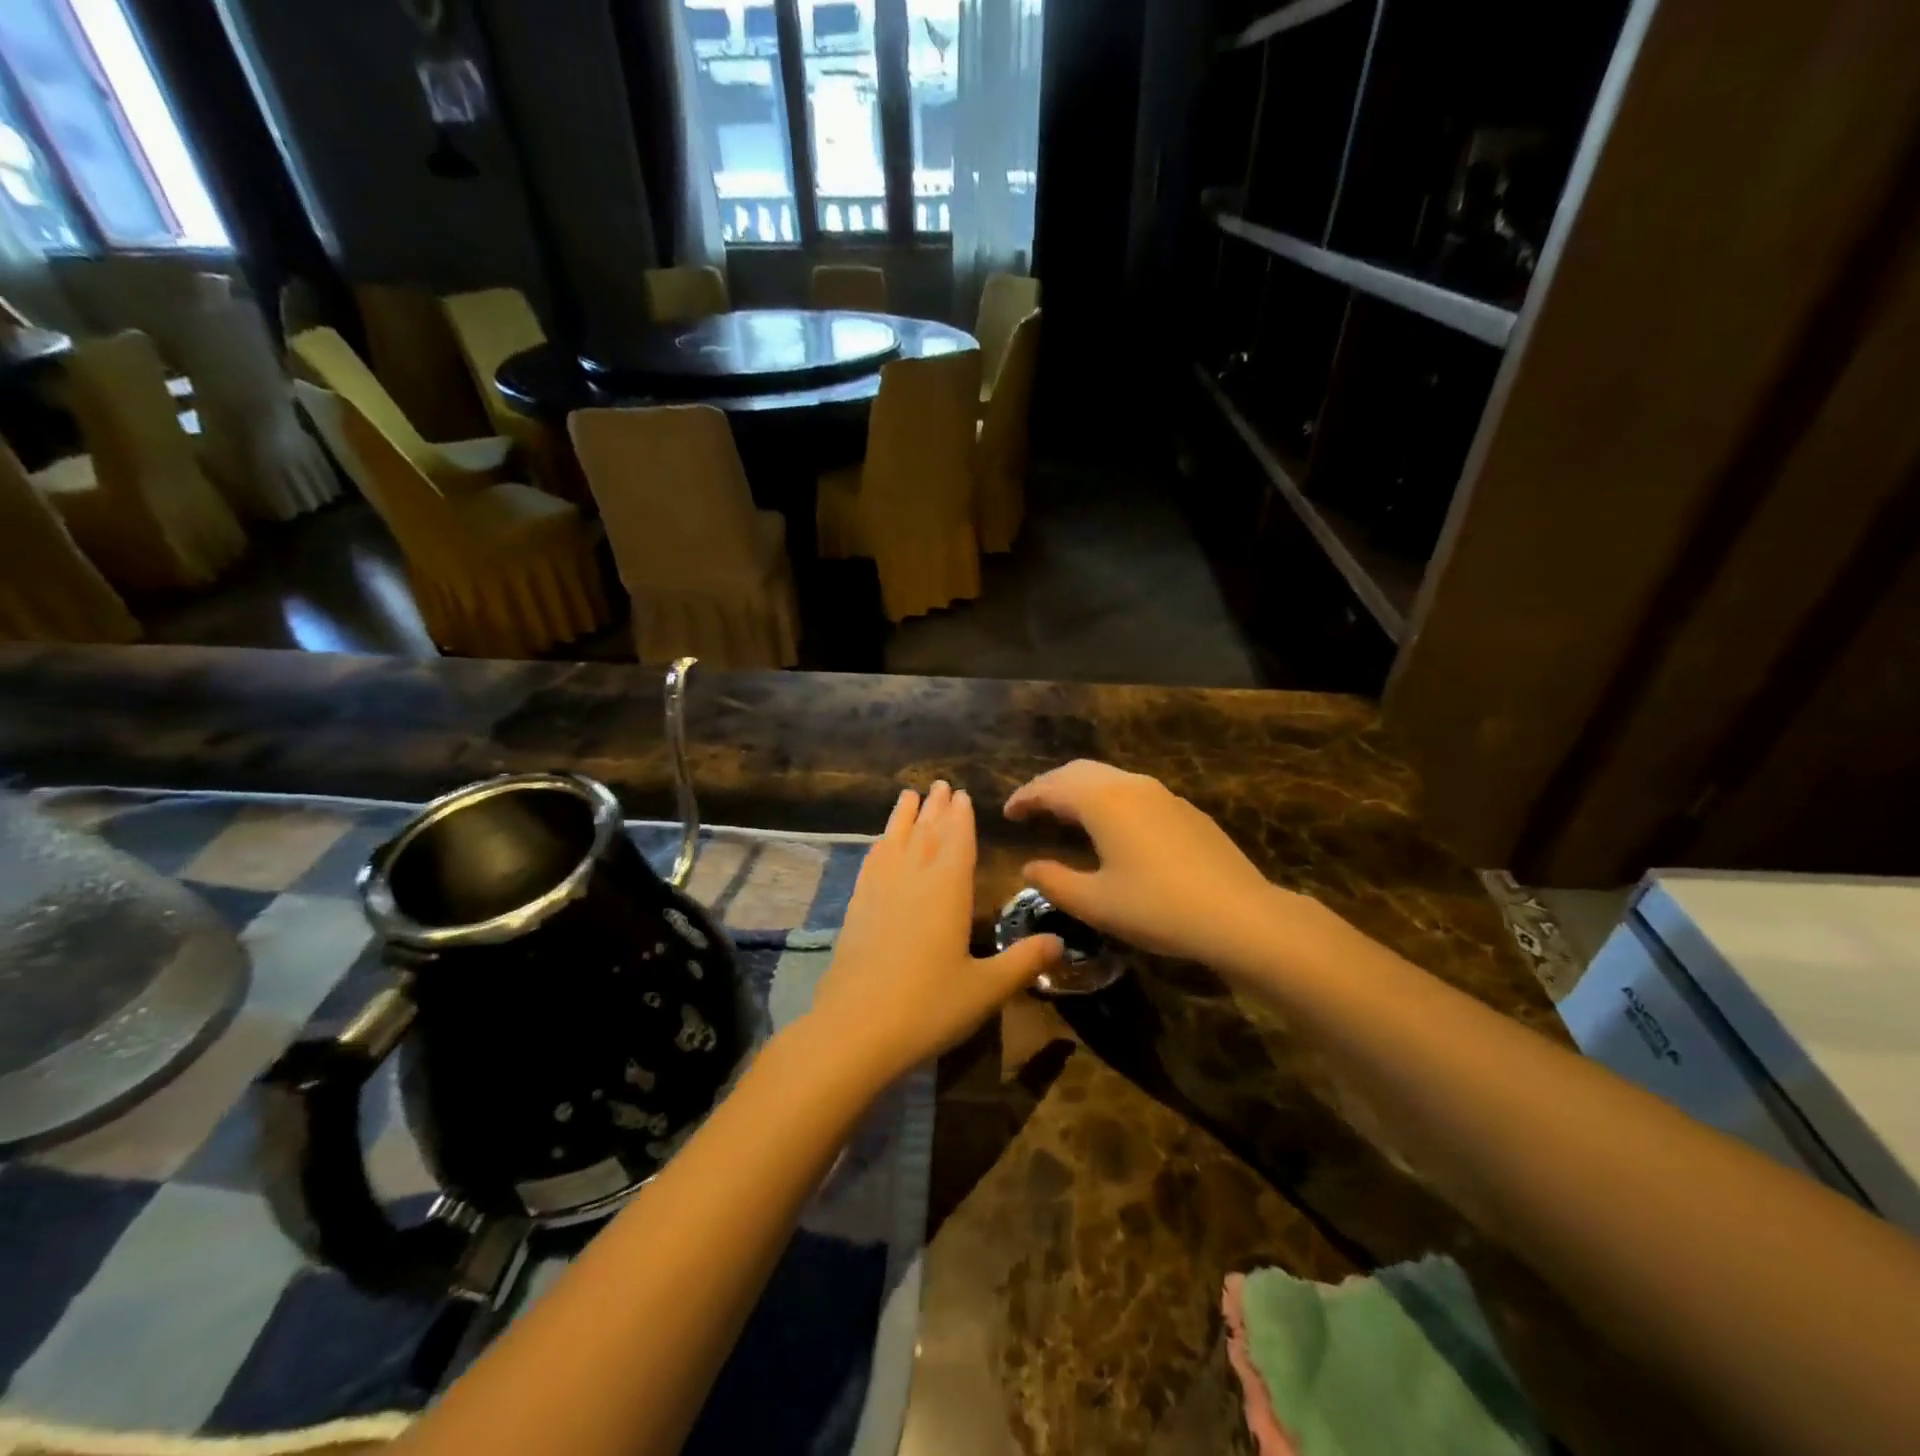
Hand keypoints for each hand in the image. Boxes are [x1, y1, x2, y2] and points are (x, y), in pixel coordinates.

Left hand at [807, 782, 1061, 1087]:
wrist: (855, 1030)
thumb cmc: (928, 1007)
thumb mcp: (985, 989)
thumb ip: (1023, 962)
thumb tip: (1059, 942)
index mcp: (947, 891)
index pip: (957, 842)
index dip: (962, 817)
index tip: (962, 794)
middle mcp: (912, 880)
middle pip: (926, 834)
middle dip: (936, 808)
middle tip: (940, 784)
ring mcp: (879, 892)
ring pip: (895, 841)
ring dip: (904, 817)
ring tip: (909, 795)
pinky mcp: (856, 909)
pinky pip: (871, 864)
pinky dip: (879, 846)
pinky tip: (879, 845)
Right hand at [1005, 760, 1301, 972]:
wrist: (1240, 915)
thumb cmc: (1157, 908)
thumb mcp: (1096, 903)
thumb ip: (1055, 882)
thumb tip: (1028, 867)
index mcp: (1102, 800)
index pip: (1051, 787)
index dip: (1025, 797)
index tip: (1007, 812)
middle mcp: (1130, 785)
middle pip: (1078, 772)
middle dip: (1050, 786)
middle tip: (1030, 808)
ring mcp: (1162, 795)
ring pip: (1108, 778)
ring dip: (1079, 790)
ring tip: (1063, 815)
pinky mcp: (1185, 810)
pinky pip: (1133, 791)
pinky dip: (1107, 799)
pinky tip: (1111, 827)